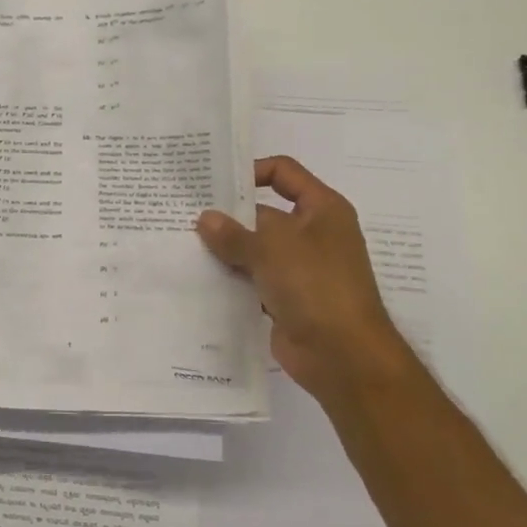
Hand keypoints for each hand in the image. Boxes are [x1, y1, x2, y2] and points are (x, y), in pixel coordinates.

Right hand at [196, 156, 415, 399]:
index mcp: (322, 209)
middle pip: (264, 213)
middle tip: (185, 214)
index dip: (251, 171)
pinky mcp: (286, 298)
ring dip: (225, 249)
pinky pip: (252, 279)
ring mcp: (299, 268)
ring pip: (255, 249)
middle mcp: (312, 234)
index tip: (214, 183)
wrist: (343, 355)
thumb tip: (204, 219)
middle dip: (228, 215)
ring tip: (183, 244)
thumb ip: (234, 233)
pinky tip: (198, 277)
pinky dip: (230, 278)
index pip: (284, 172)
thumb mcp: (271, 249)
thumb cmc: (315, 286)